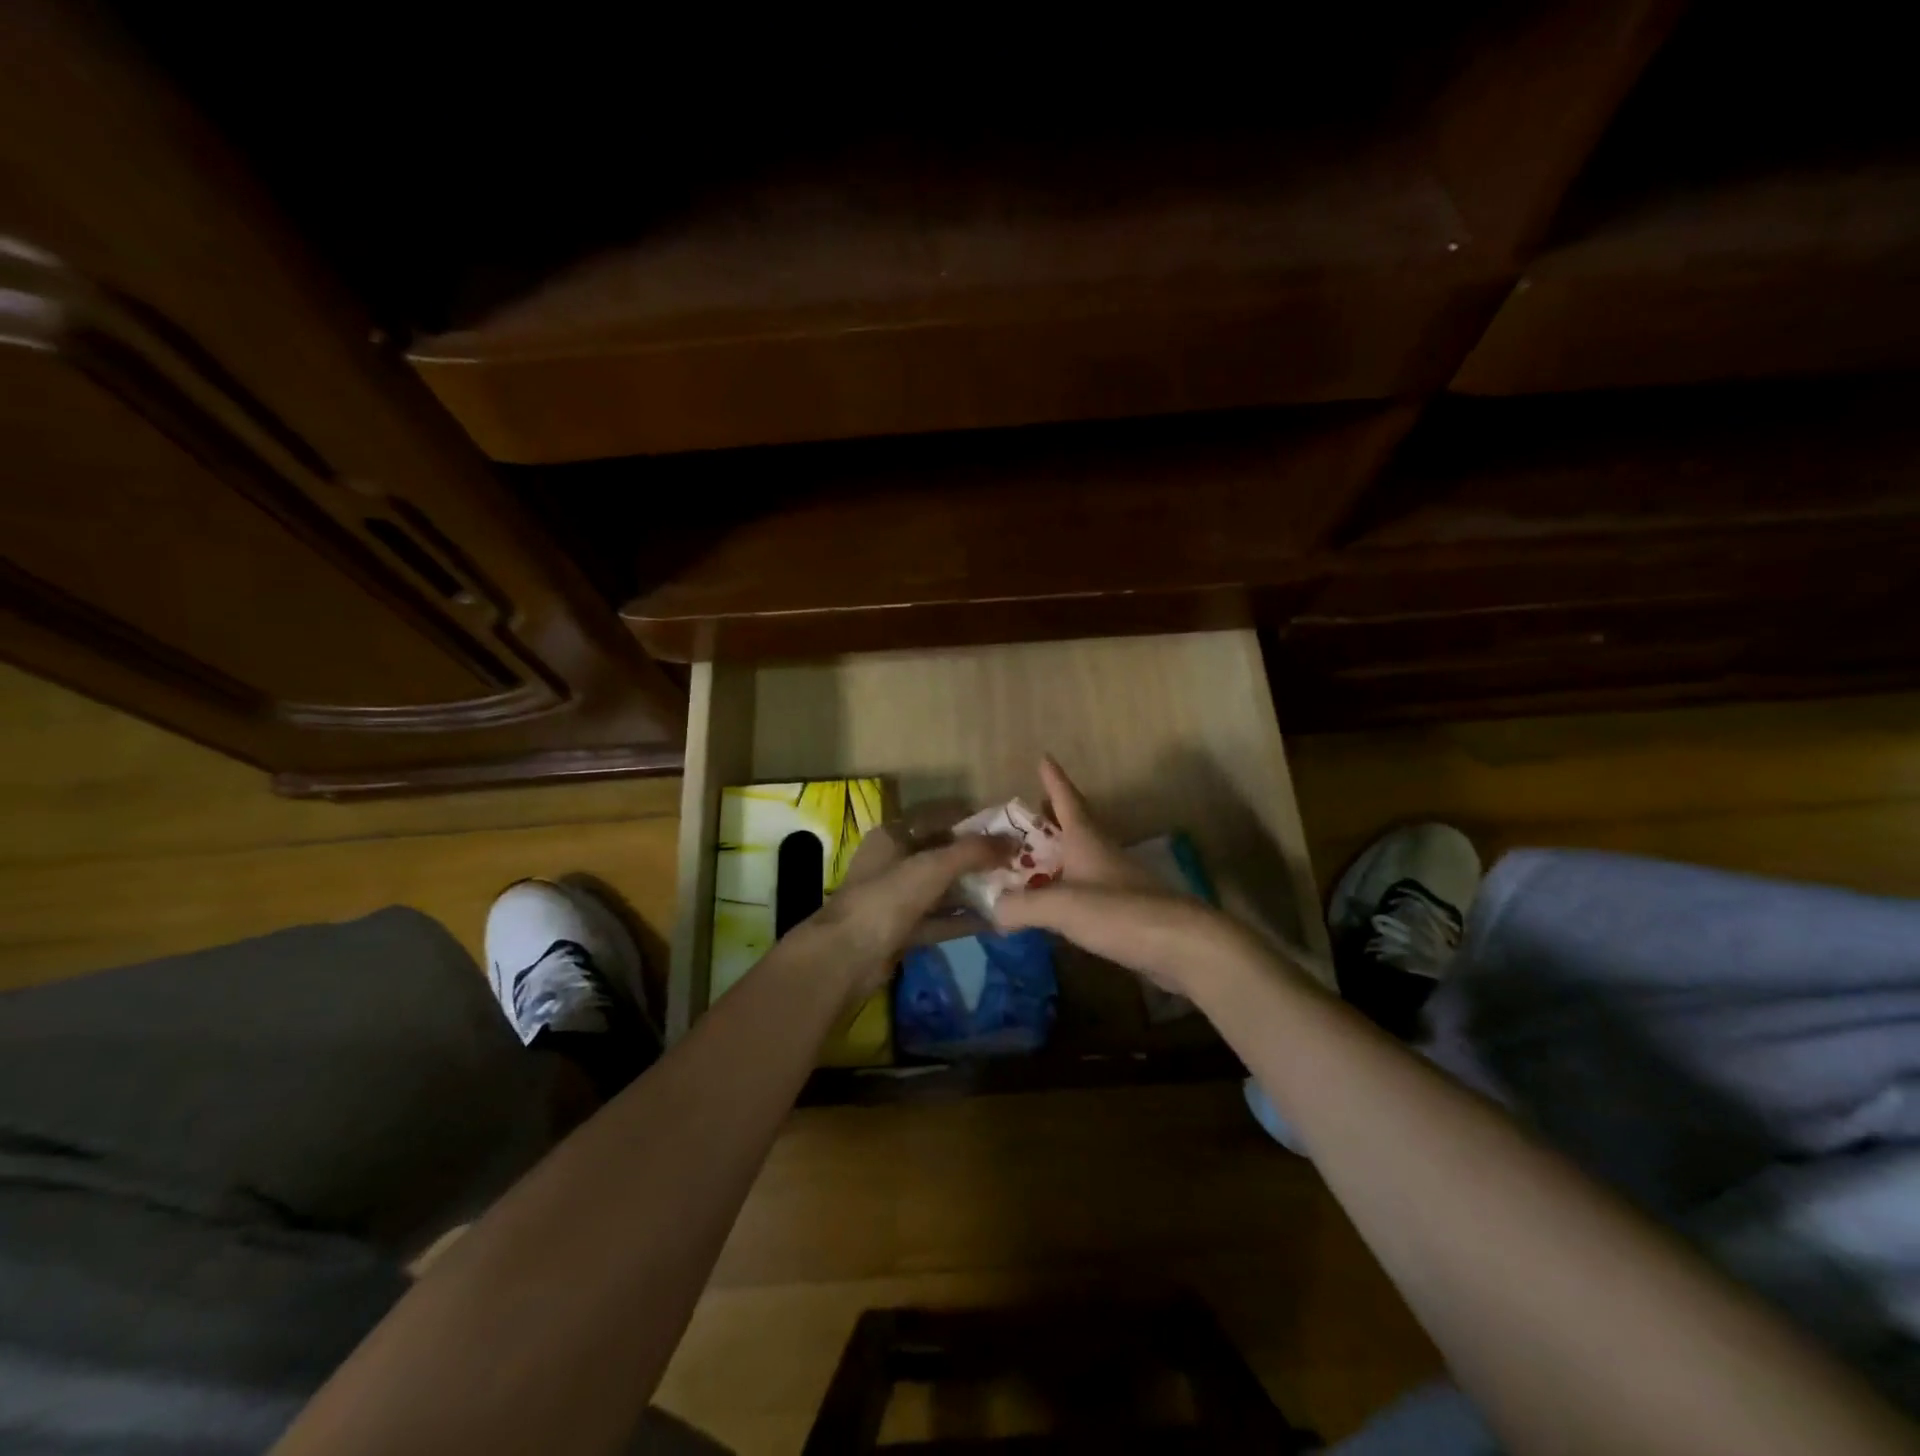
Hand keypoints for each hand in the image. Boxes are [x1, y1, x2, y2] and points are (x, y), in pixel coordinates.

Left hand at [810, 804, 1009, 998]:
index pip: (939, 818)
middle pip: (942, 853)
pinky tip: (996, 920)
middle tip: (1017, 862)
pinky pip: (939, 919)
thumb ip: (973, 851)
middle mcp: (894, 862)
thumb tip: (1013, 840)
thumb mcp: (933, 866)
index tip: (1008, 830)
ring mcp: (896, 898)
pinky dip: (964, 919)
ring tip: (1013, 889)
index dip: (973, 822)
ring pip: (942, 888)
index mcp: (893, 835)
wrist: (845, 958)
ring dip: (974, 889)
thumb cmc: (887, 898)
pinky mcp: (902, 930)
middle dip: (978, 858)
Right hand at [992, 756, 1253, 998]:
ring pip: (1082, 855)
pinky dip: (1068, 884)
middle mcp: (1102, 852)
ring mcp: (1117, 880)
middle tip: (1032, 808)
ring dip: (1060, 850)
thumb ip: (1022, 906)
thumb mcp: (1062, 907)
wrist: (1183, 945)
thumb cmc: (1121, 913)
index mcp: (1086, 839)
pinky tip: (1058, 899)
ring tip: (1035, 855)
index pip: (1067, 799)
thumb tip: (993, 908)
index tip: (1044, 757)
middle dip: (1053, 813)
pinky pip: (1088, 885)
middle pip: (1076, 824)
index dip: (1054, 779)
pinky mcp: (1126, 908)